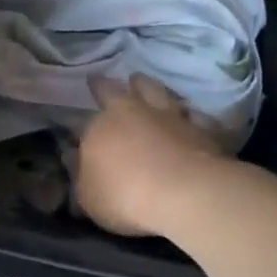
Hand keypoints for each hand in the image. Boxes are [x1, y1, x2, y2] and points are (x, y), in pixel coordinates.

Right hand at [76, 75, 230, 236]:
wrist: (185, 193)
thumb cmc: (125, 196)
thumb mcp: (88, 197)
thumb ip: (81, 177)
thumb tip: (75, 160)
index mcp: (100, 128)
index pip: (84, 124)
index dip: (80, 129)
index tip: (77, 133)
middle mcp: (132, 113)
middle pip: (115, 91)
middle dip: (105, 87)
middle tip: (100, 80)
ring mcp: (169, 117)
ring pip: (155, 91)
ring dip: (146, 86)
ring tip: (141, 82)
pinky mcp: (201, 128)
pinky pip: (194, 115)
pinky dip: (187, 114)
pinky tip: (188, 116)